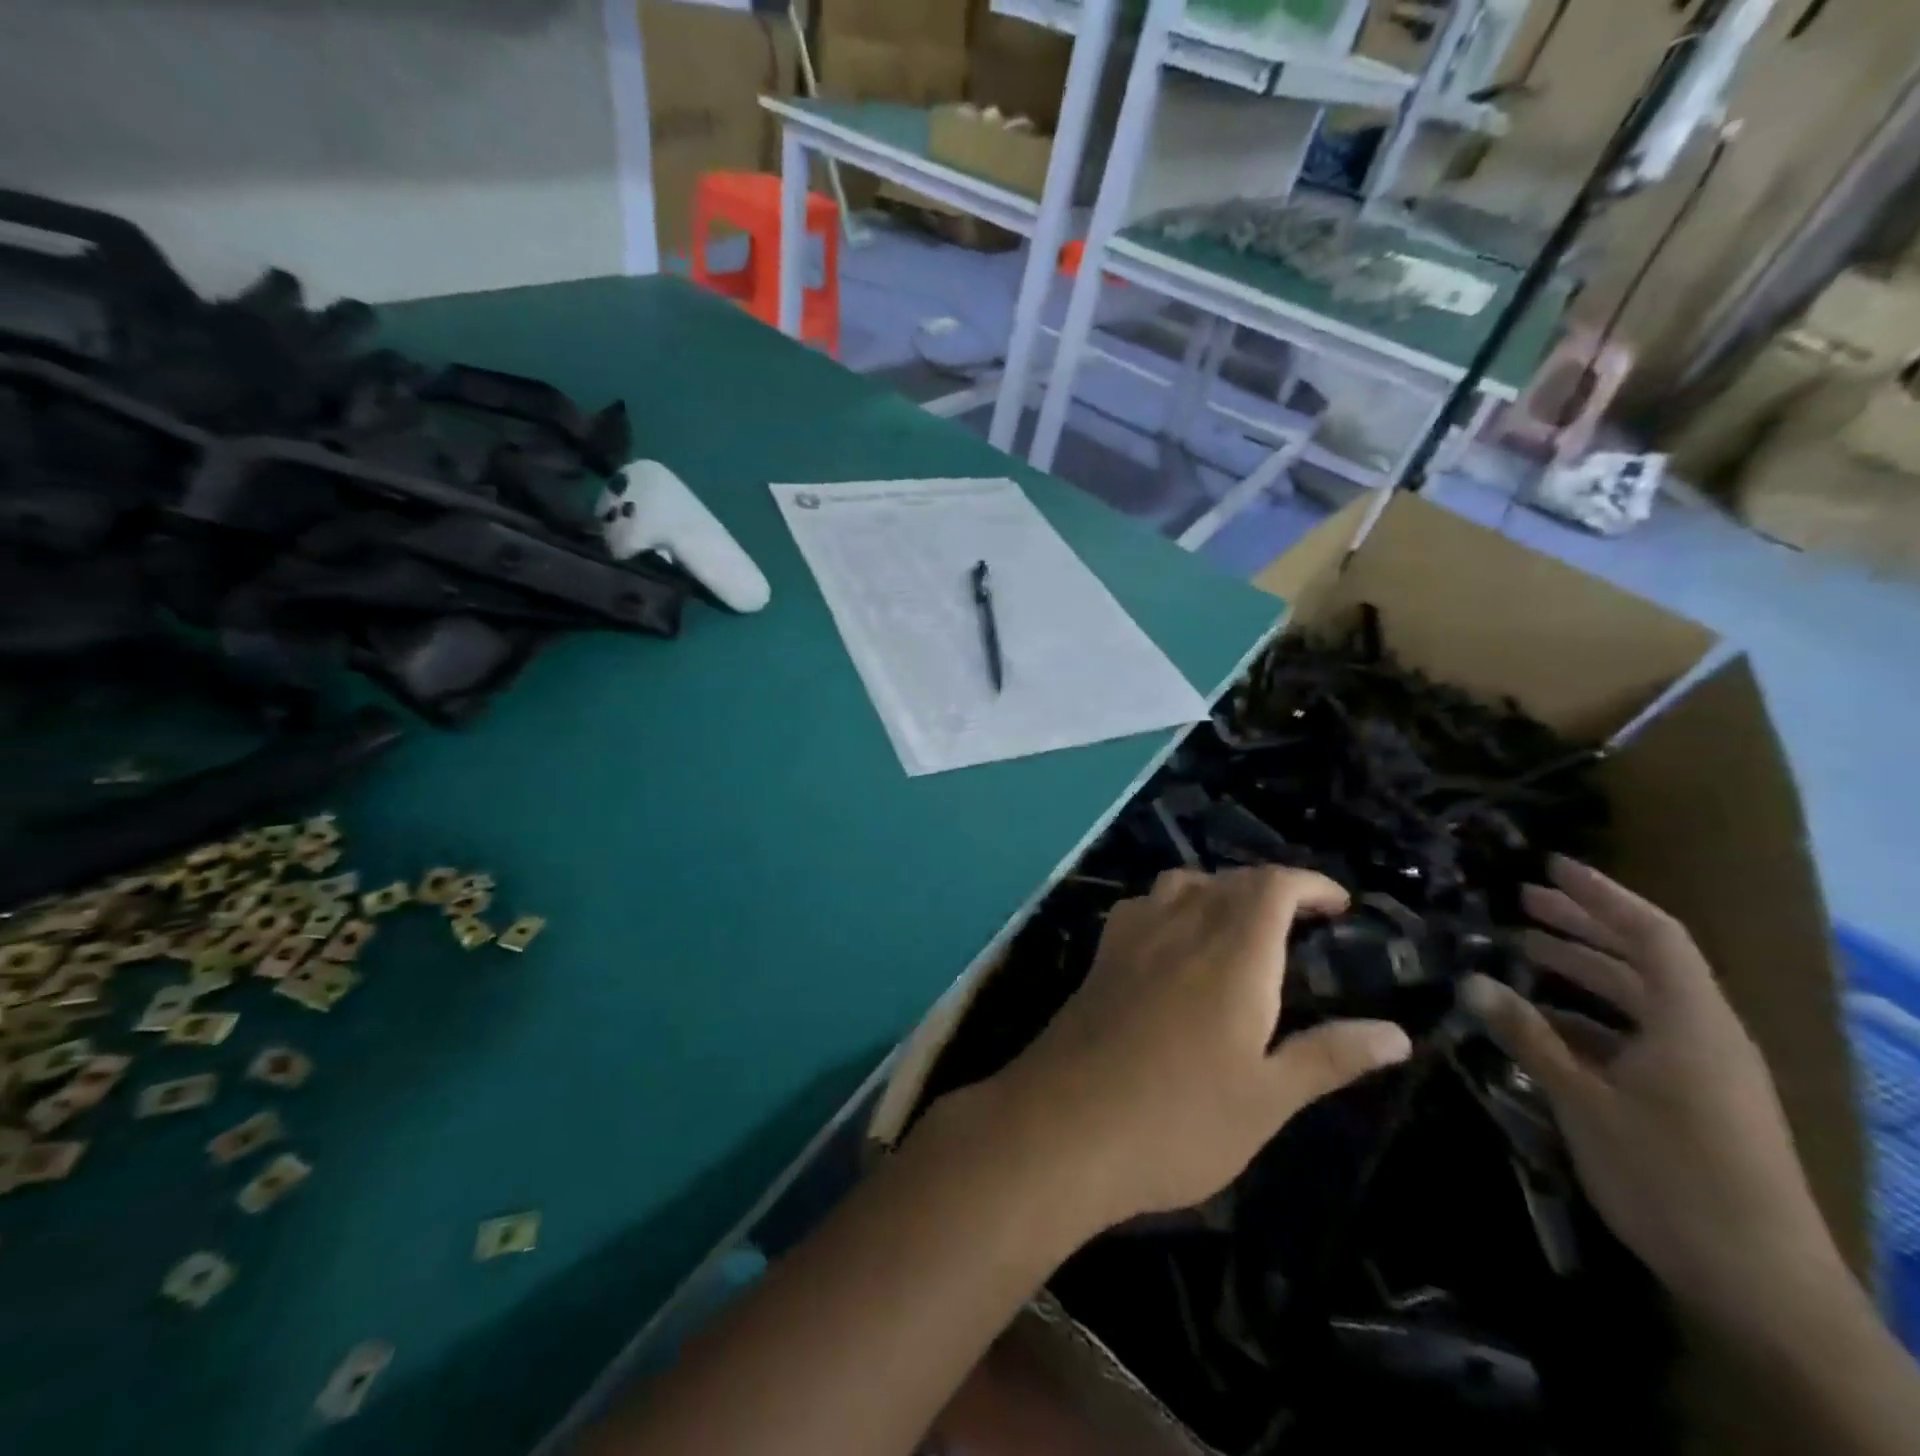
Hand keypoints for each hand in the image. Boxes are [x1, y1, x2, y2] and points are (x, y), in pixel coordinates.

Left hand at [977, 867, 1411, 1232]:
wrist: (1066, 1124)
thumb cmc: (1180, 1120)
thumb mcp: (1267, 1099)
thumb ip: (1329, 1056)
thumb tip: (1395, 1033)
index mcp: (1233, 953)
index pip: (1273, 885)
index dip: (1309, 883)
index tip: (1338, 905)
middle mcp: (1181, 927)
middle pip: (1230, 879)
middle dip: (1271, 888)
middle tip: (1301, 922)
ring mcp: (1133, 937)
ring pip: (1182, 883)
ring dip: (1219, 890)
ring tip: (1240, 927)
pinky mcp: (1101, 956)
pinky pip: (1143, 906)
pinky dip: (1172, 906)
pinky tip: (1174, 943)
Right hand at [1462, 857, 1845, 1328]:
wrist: (1763, 1287)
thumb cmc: (1671, 1178)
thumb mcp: (1584, 1102)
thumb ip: (1528, 1036)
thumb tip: (1472, 981)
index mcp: (1692, 1023)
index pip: (1652, 934)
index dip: (1601, 895)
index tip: (1549, 866)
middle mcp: (1704, 1035)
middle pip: (1644, 960)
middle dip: (1582, 926)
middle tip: (1520, 902)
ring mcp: (1703, 1071)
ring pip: (1639, 999)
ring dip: (1582, 972)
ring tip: (1522, 952)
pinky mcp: (1694, 1100)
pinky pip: (1637, 1037)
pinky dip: (1589, 1019)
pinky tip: (1542, 1025)